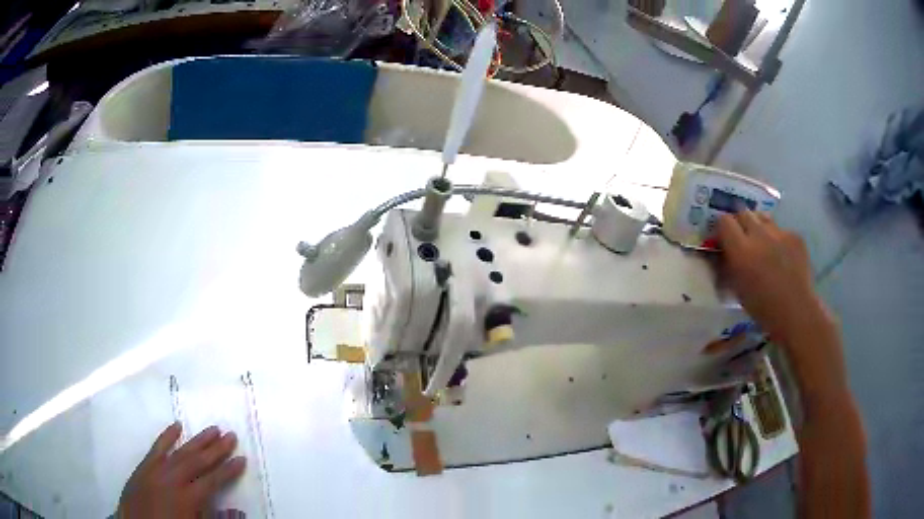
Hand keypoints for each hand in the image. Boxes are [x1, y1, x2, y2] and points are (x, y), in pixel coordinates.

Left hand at [117, 423, 246, 518]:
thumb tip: (238, 511)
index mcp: (187, 498)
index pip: (212, 480)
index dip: (229, 470)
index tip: (242, 459)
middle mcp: (172, 479)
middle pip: (197, 461)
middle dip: (216, 448)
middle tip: (231, 435)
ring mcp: (156, 470)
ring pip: (180, 451)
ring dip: (197, 440)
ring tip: (213, 428)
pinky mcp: (144, 467)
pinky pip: (156, 448)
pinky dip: (167, 436)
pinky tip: (176, 426)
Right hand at [716, 211, 833, 344]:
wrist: (796, 312)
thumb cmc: (762, 308)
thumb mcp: (737, 288)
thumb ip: (728, 265)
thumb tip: (722, 253)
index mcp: (741, 250)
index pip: (724, 221)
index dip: (722, 228)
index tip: (723, 239)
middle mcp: (759, 235)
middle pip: (743, 213)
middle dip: (740, 223)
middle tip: (742, 239)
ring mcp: (779, 233)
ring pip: (763, 217)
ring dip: (758, 226)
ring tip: (762, 243)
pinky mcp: (795, 235)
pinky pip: (781, 230)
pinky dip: (778, 239)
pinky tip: (781, 256)